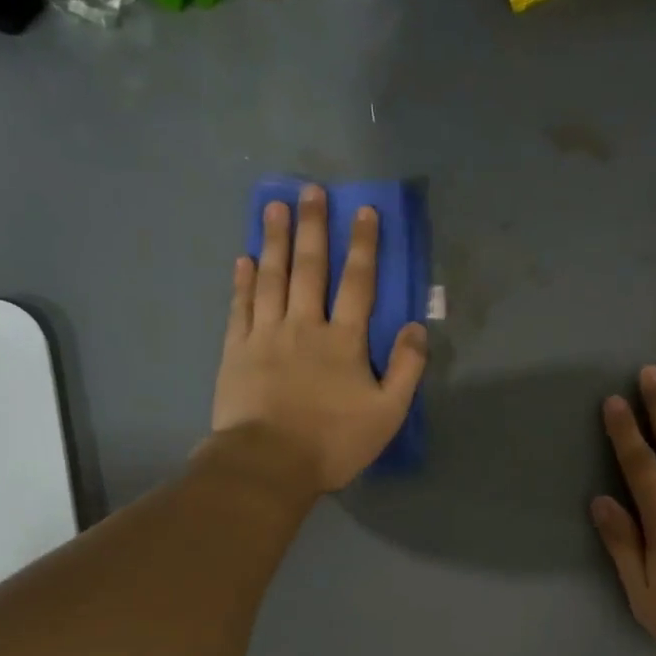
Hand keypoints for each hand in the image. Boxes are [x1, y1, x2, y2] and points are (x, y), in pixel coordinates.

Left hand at [212, 185, 426, 491]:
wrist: (269, 463)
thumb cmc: (333, 442)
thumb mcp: (387, 414)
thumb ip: (407, 369)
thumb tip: (419, 328)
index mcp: (344, 341)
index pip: (358, 283)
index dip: (363, 246)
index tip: (363, 210)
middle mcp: (304, 326)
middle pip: (310, 268)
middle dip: (313, 228)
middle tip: (309, 191)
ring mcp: (266, 335)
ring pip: (271, 278)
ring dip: (274, 241)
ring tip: (273, 207)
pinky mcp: (236, 350)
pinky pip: (240, 306)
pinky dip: (242, 281)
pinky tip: (243, 260)